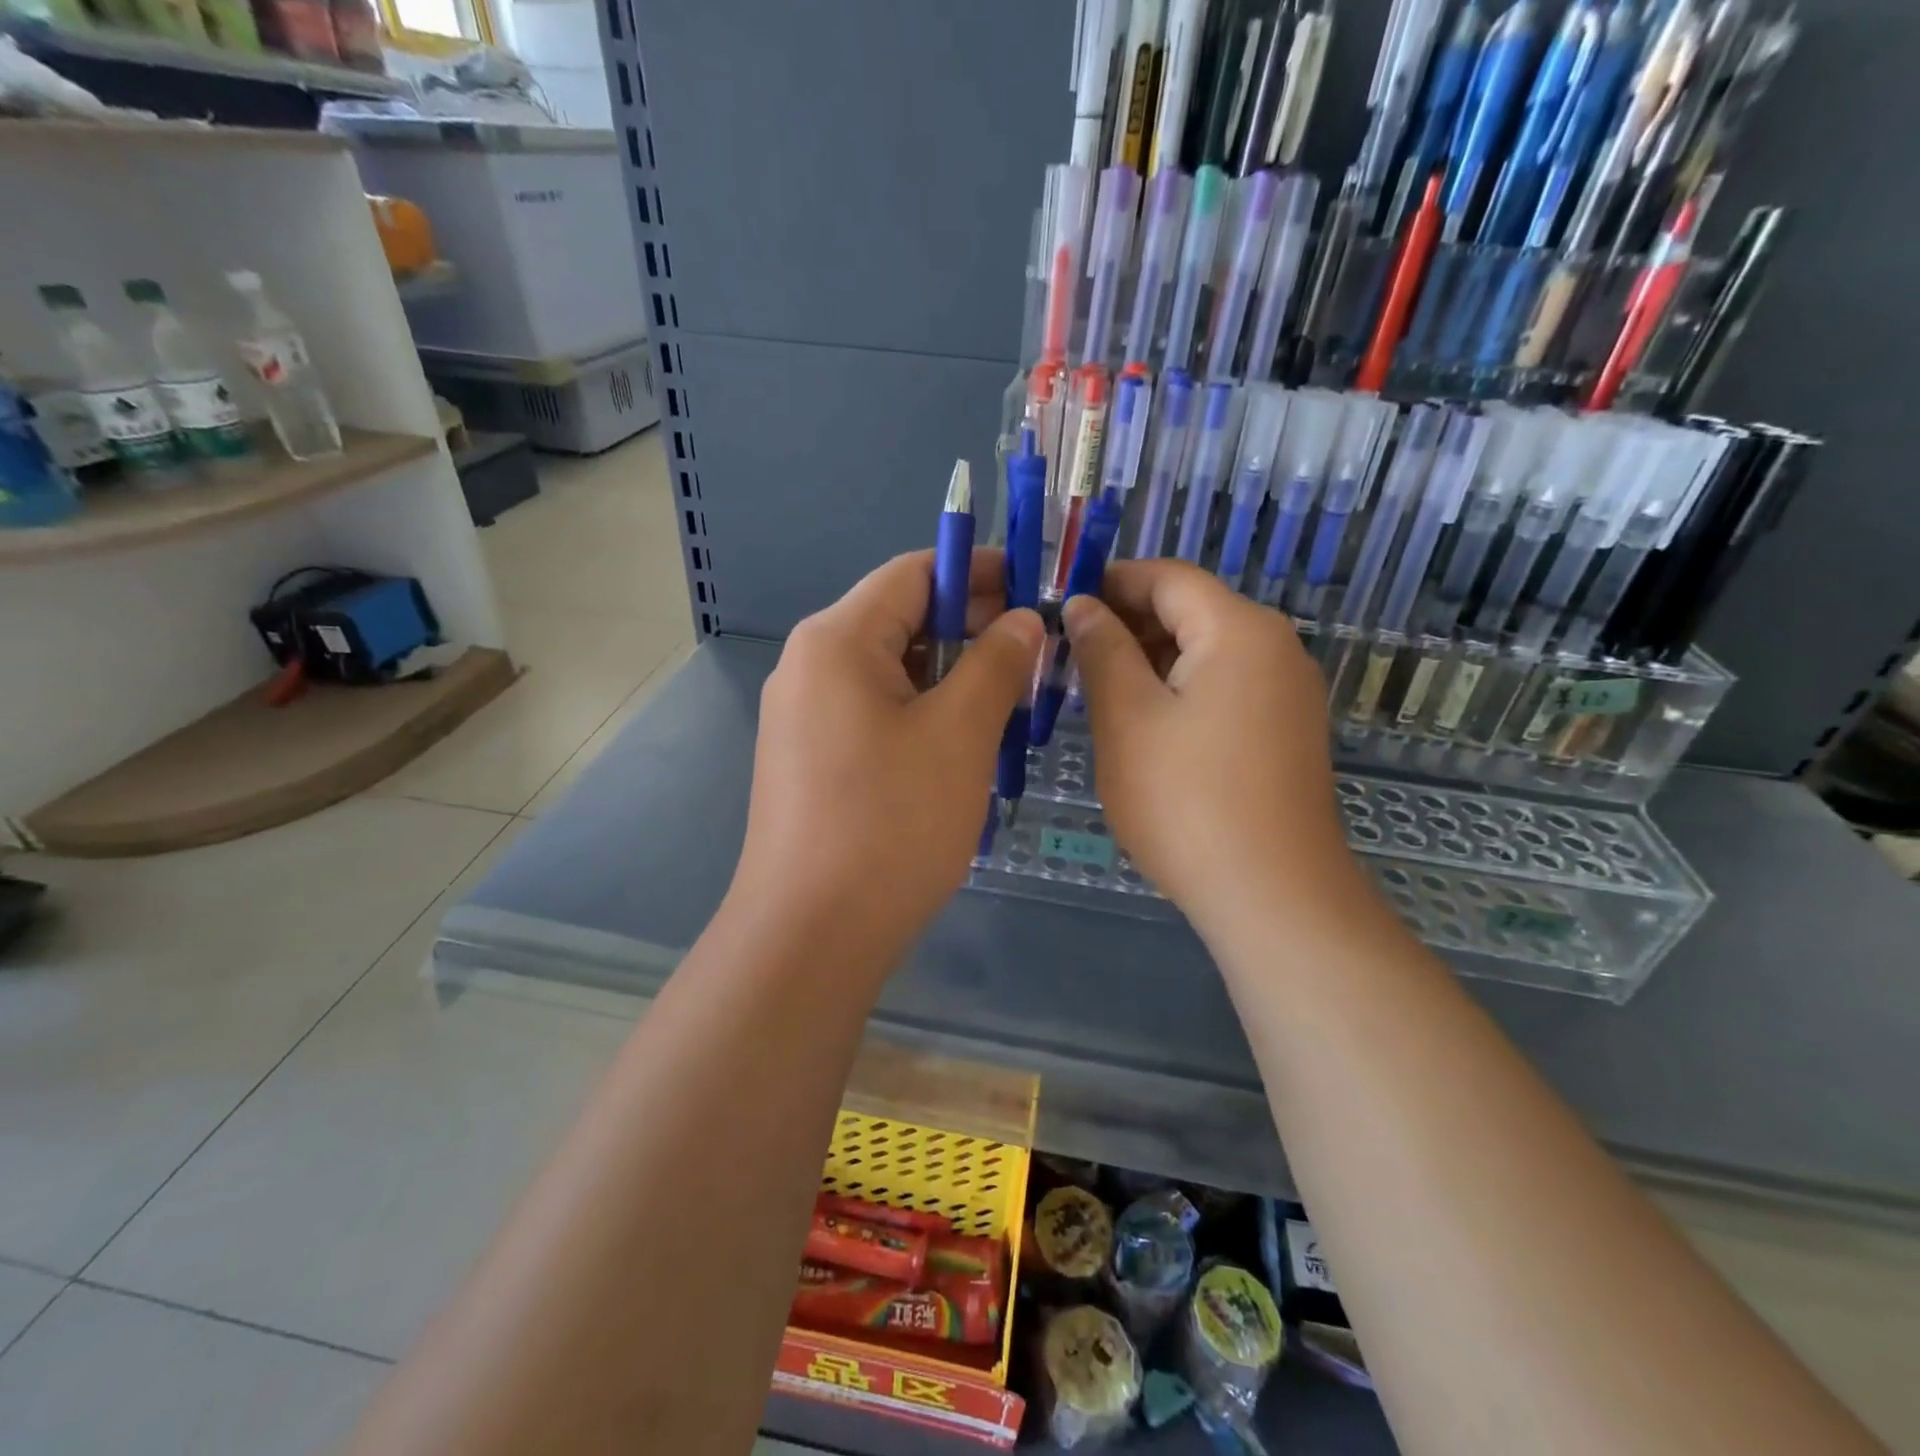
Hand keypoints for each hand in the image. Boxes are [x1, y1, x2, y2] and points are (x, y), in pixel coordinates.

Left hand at [731, 550, 1042, 971]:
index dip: (980, 572)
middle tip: (1037, 653)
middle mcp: (809, 666)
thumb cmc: (891, 824)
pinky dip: (924, 714)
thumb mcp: (960, 734)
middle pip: (902, 621)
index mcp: (836, 640)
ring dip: (953, 677)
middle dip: (973, 630)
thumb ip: (997, 663)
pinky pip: (876, 714)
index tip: (1037, 588)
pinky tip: (966, 744)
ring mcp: (805, 717)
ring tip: (1013, 700)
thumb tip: (1024, 621)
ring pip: (893, 673)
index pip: (915, 574)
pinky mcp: (811, 760)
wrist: (811, 936)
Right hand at [1063, 560, 1356, 928]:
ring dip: (1149, 660)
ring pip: (1205, 652)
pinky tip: (1141, 723)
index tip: (1058, 605)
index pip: (1168, 577)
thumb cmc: (1187, 800)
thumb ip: (1102, 650)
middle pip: (1191, 611)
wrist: (1273, 896)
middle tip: (1067, 655)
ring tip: (1095, 690)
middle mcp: (1275, 647)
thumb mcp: (1127, 718)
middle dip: (1127, 623)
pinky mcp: (1285, 730)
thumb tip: (1082, 605)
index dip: (1110, 581)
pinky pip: (1224, 687)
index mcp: (1239, 629)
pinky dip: (1179, 690)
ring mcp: (1287, 691)